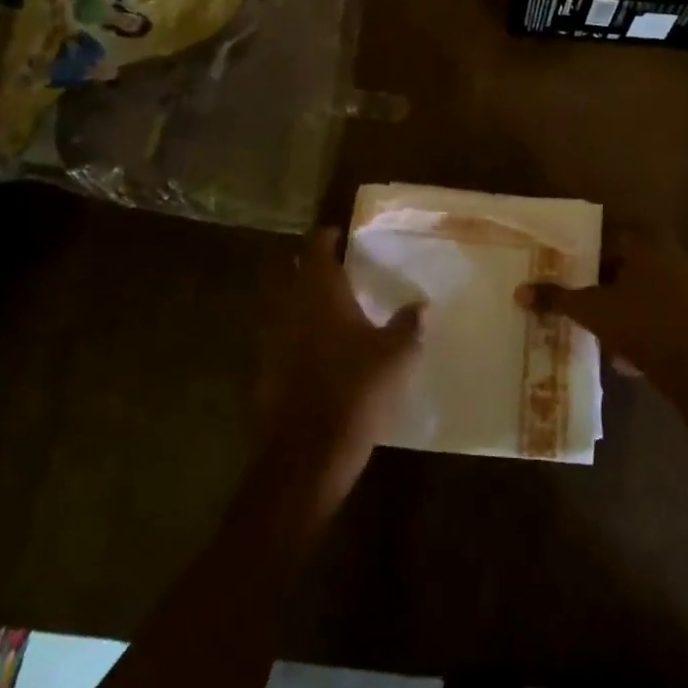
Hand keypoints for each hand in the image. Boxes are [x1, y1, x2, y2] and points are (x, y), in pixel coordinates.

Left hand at [261, 227, 423, 489]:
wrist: (308, 453)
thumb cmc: (356, 390)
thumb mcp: (396, 356)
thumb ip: (408, 326)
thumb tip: (424, 306)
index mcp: (320, 292)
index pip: (315, 247)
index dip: (325, 237)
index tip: (338, 234)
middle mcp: (289, 306)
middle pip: (283, 268)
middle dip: (298, 259)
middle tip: (322, 261)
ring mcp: (270, 338)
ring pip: (274, 301)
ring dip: (290, 294)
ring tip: (317, 300)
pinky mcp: (263, 369)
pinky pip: (273, 334)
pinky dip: (287, 329)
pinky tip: (308, 344)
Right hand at [516, 235, 687, 400]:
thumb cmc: (644, 325)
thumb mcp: (592, 311)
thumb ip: (557, 298)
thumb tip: (519, 291)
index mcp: (646, 242)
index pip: (607, 239)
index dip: (584, 259)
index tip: (568, 277)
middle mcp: (671, 253)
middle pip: (626, 264)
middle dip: (604, 284)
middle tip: (581, 303)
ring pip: (644, 289)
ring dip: (624, 306)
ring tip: (601, 330)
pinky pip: (662, 310)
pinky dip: (644, 323)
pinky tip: (629, 351)